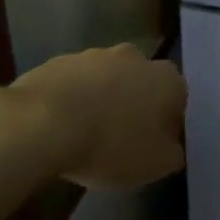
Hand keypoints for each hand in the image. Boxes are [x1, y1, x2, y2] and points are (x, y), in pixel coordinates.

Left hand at [13, 44, 186, 191]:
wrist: (42, 124)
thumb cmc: (110, 145)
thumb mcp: (155, 164)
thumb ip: (172, 153)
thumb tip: (171, 147)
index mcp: (166, 79)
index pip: (177, 100)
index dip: (166, 125)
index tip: (151, 147)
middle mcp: (134, 57)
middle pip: (140, 84)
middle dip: (134, 106)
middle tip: (120, 141)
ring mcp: (93, 55)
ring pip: (106, 81)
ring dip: (102, 101)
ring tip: (85, 137)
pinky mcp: (58, 61)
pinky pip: (74, 84)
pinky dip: (72, 100)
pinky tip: (60, 128)